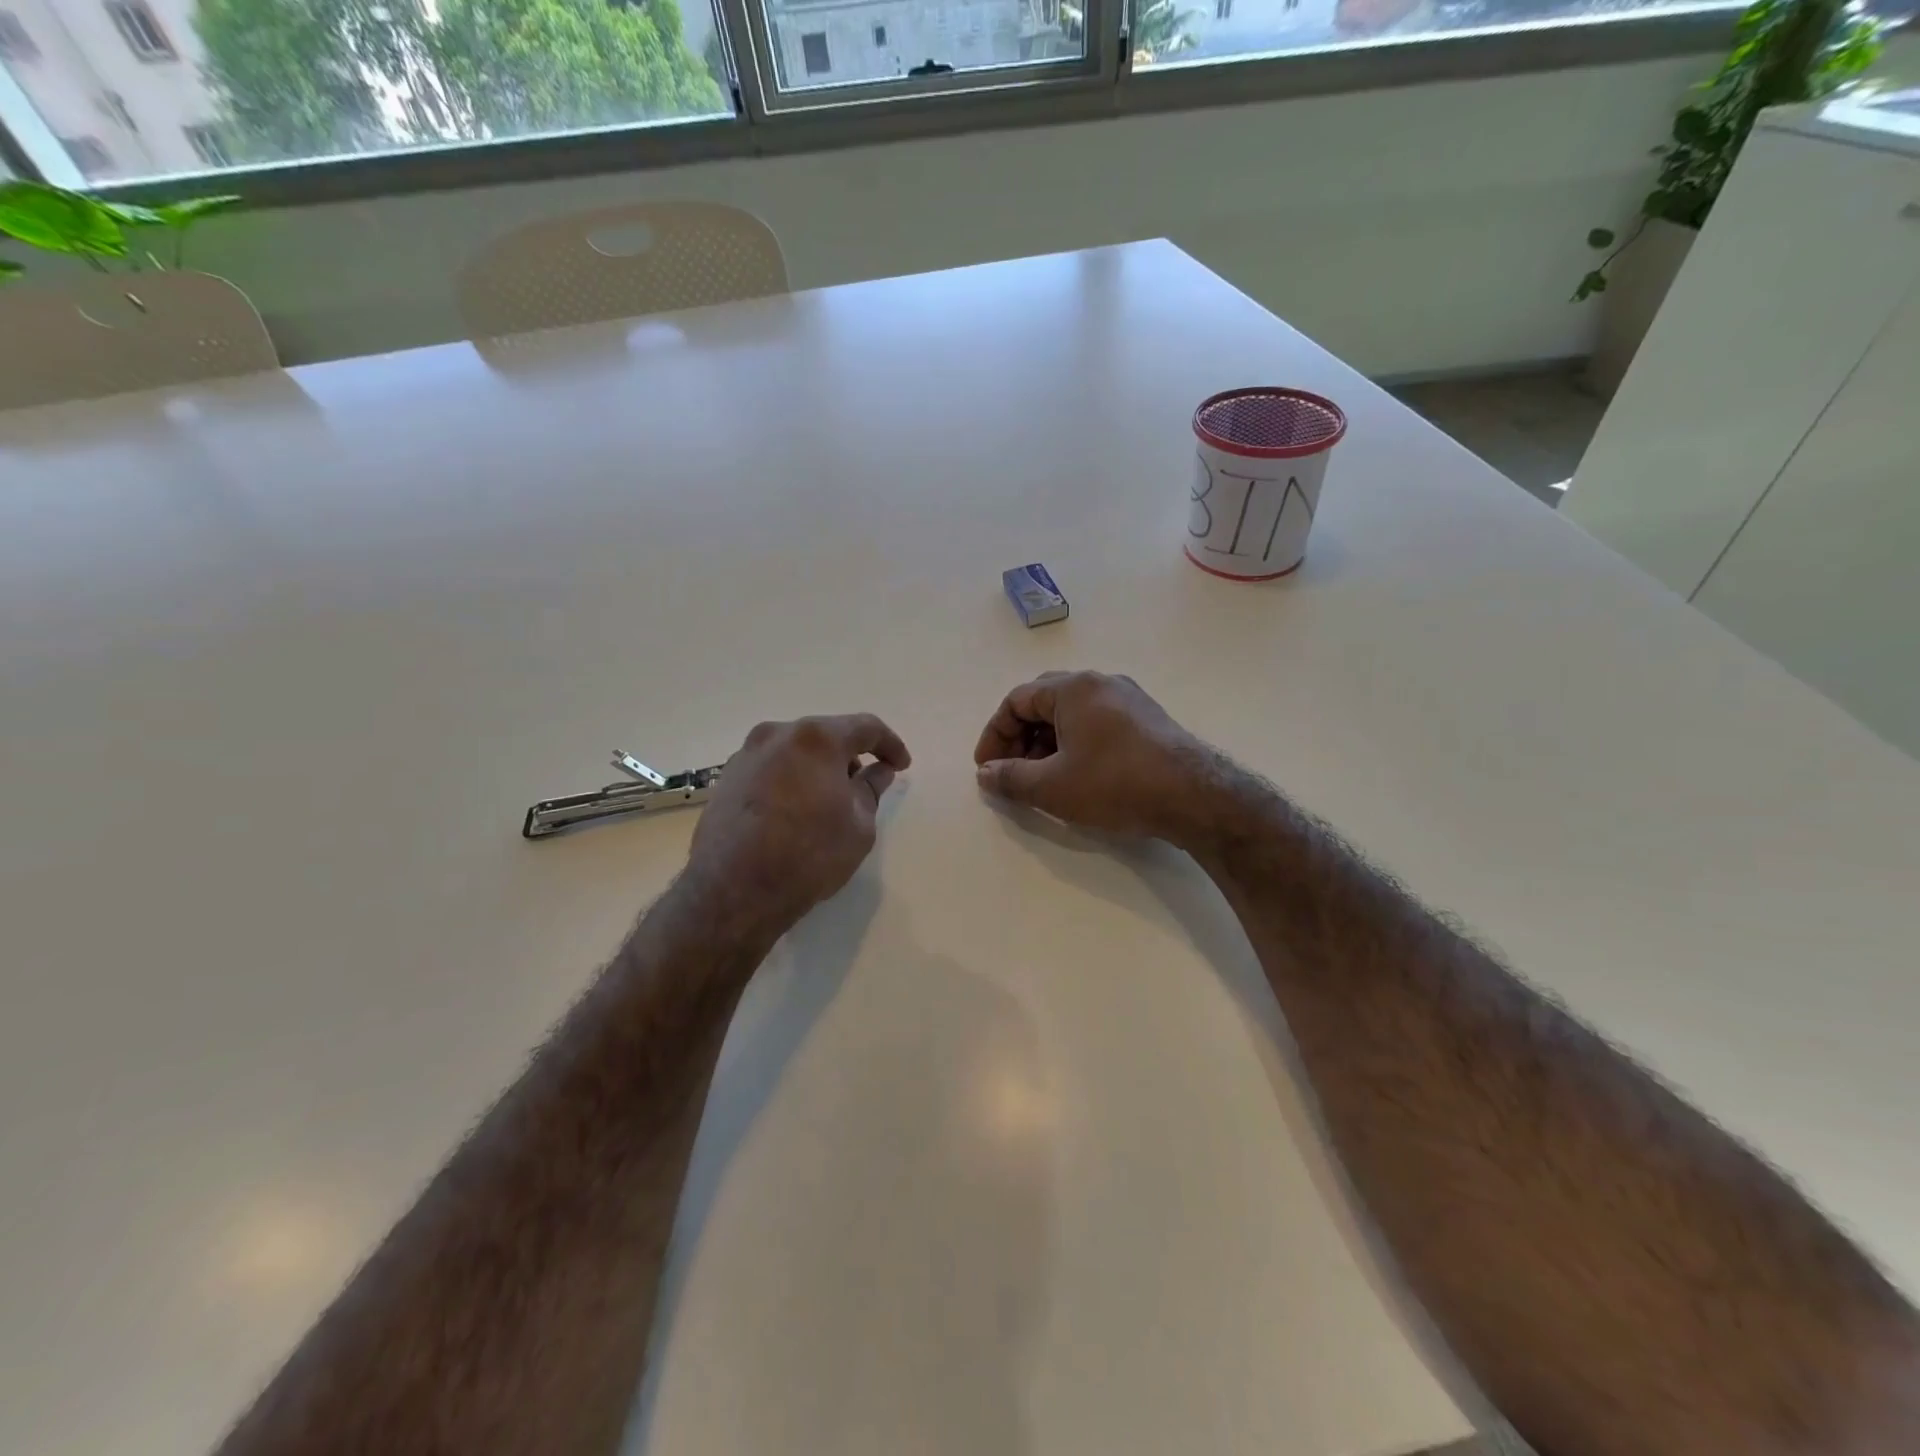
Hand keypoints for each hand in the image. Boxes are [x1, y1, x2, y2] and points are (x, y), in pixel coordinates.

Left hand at [688, 713, 910, 929]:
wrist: (733, 891)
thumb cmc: (808, 855)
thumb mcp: (859, 826)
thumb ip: (871, 789)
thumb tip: (877, 771)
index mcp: (817, 739)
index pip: (865, 727)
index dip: (890, 744)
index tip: (901, 766)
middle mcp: (778, 734)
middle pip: (826, 735)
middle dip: (851, 755)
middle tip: (866, 784)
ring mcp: (747, 754)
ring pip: (796, 750)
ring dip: (818, 767)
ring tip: (830, 800)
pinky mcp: (727, 778)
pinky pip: (772, 767)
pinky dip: (792, 778)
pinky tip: (797, 810)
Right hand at [973, 671, 1210, 842]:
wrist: (1193, 796)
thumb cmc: (1114, 784)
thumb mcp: (1052, 786)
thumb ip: (1010, 778)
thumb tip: (986, 774)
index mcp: (1073, 688)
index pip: (1017, 700)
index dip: (994, 734)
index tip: (987, 768)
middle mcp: (1101, 682)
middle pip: (1044, 701)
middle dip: (1020, 737)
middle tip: (1011, 770)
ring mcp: (1129, 698)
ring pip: (1073, 713)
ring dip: (1047, 742)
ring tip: (1042, 778)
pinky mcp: (1148, 719)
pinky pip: (1098, 722)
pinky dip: (1076, 743)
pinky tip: (1078, 774)